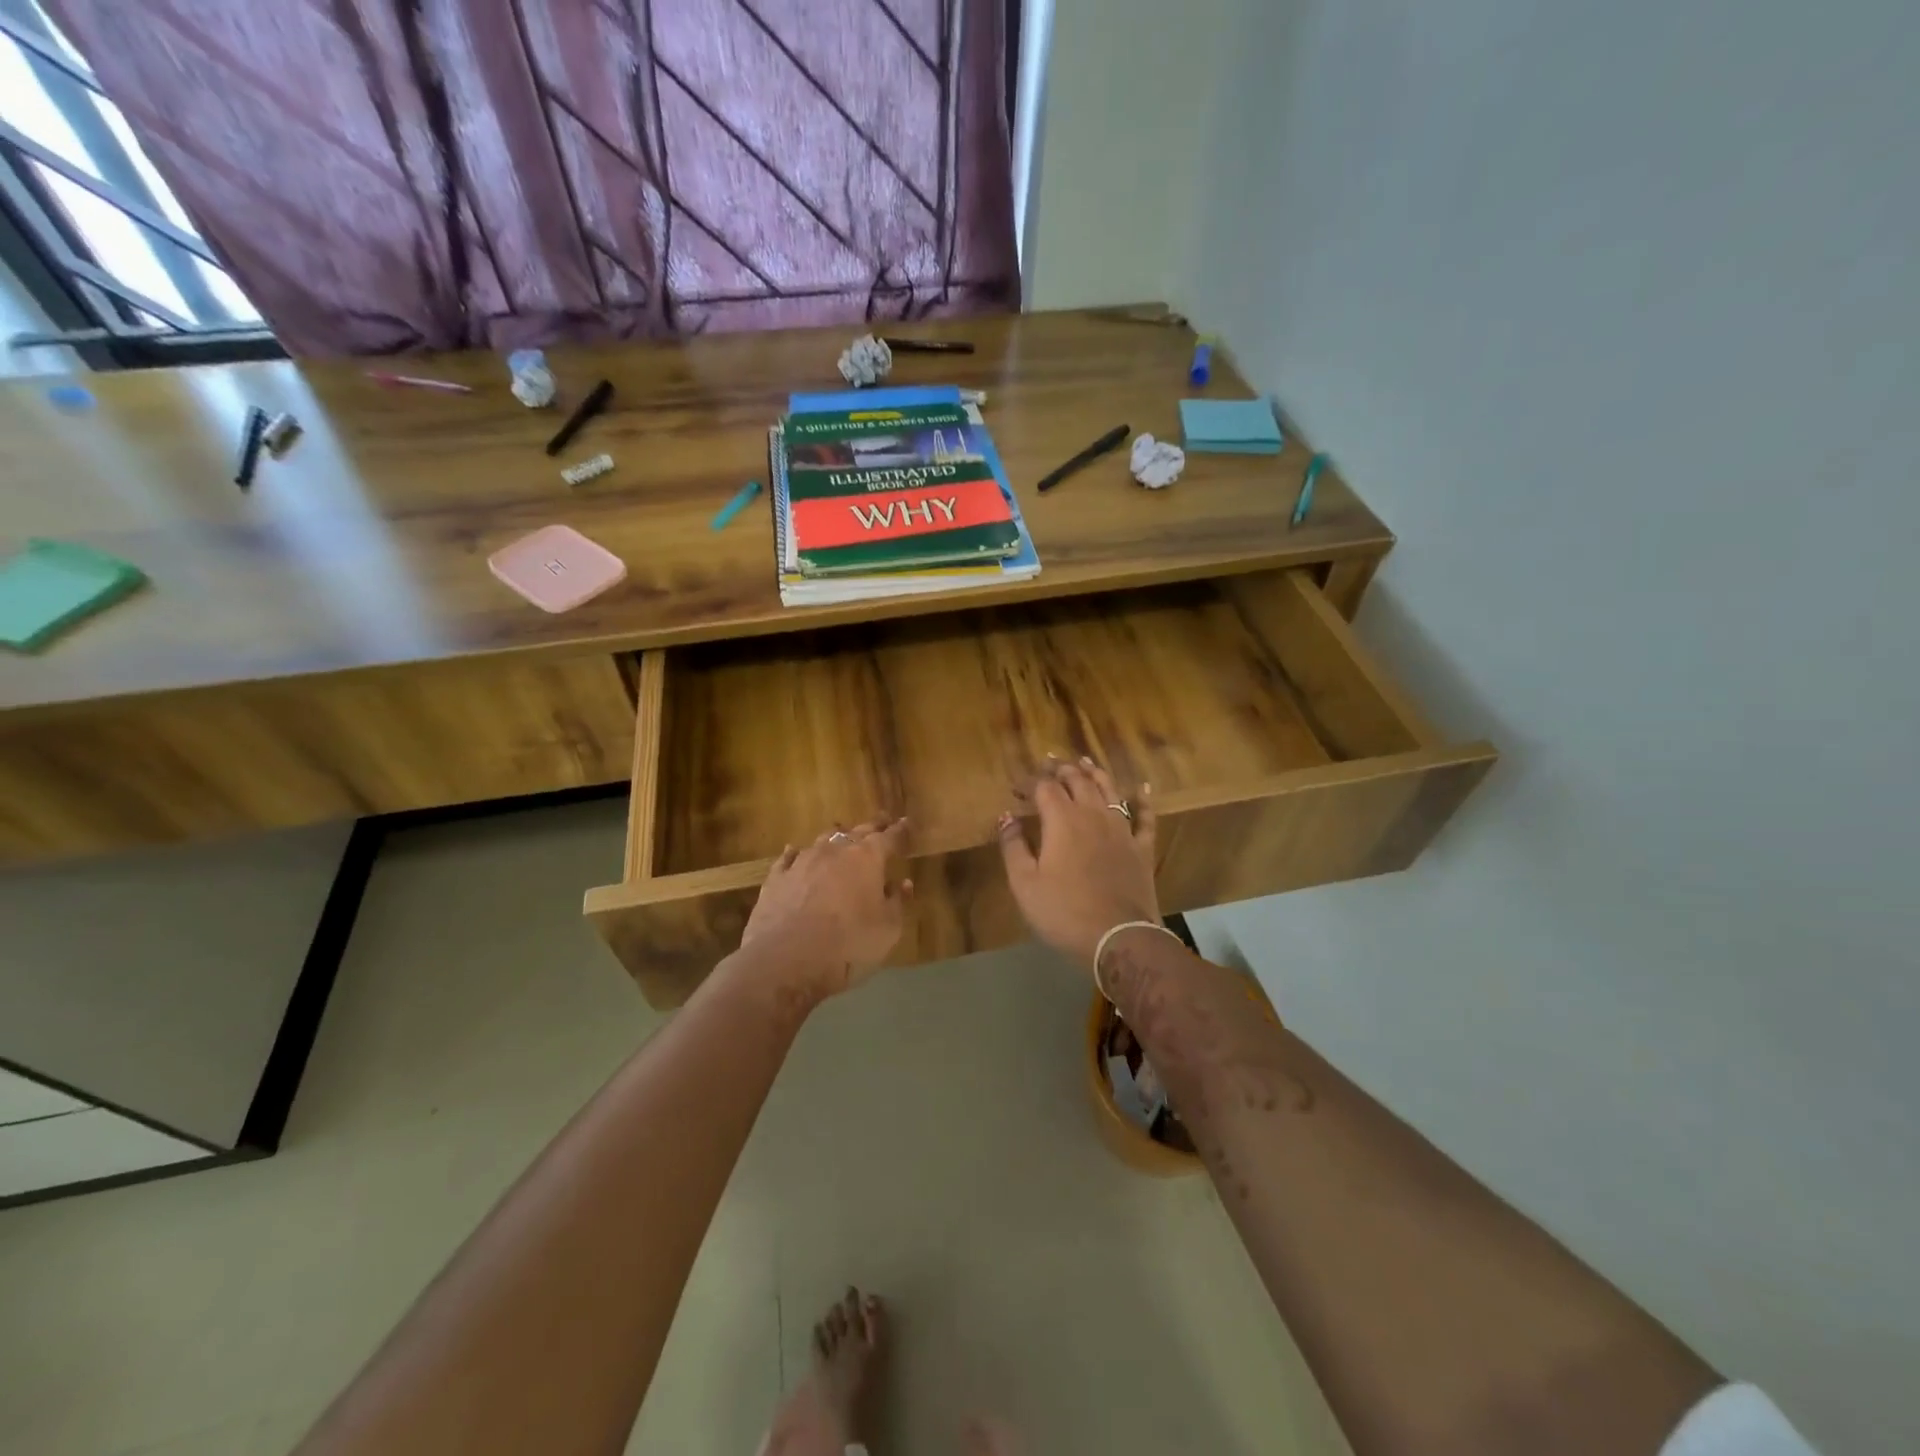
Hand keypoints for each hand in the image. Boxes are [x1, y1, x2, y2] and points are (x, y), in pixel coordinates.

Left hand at [739, 817, 912, 999]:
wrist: (787, 958)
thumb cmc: (848, 943)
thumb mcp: (888, 929)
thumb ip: (897, 902)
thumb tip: (902, 883)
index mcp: (867, 858)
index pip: (889, 838)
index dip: (900, 830)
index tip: (906, 822)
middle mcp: (835, 851)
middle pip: (858, 831)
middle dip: (873, 826)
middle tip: (882, 820)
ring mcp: (803, 861)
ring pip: (824, 839)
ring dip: (837, 837)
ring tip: (842, 833)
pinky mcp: (777, 877)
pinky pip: (789, 857)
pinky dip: (796, 853)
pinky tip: (793, 851)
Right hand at [997, 757, 1158, 973]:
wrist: (1119, 937)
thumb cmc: (1064, 912)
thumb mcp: (1024, 883)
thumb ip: (1013, 846)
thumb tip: (1006, 817)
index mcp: (1062, 820)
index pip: (1044, 787)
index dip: (1029, 782)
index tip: (1016, 787)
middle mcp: (1093, 815)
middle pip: (1077, 780)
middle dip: (1061, 769)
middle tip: (1049, 762)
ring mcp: (1121, 829)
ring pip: (1109, 790)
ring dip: (1095, 772)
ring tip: (1085, 761)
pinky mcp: (1141, 848)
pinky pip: (1144, 817)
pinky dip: (1143, 800)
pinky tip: (1143, 788)